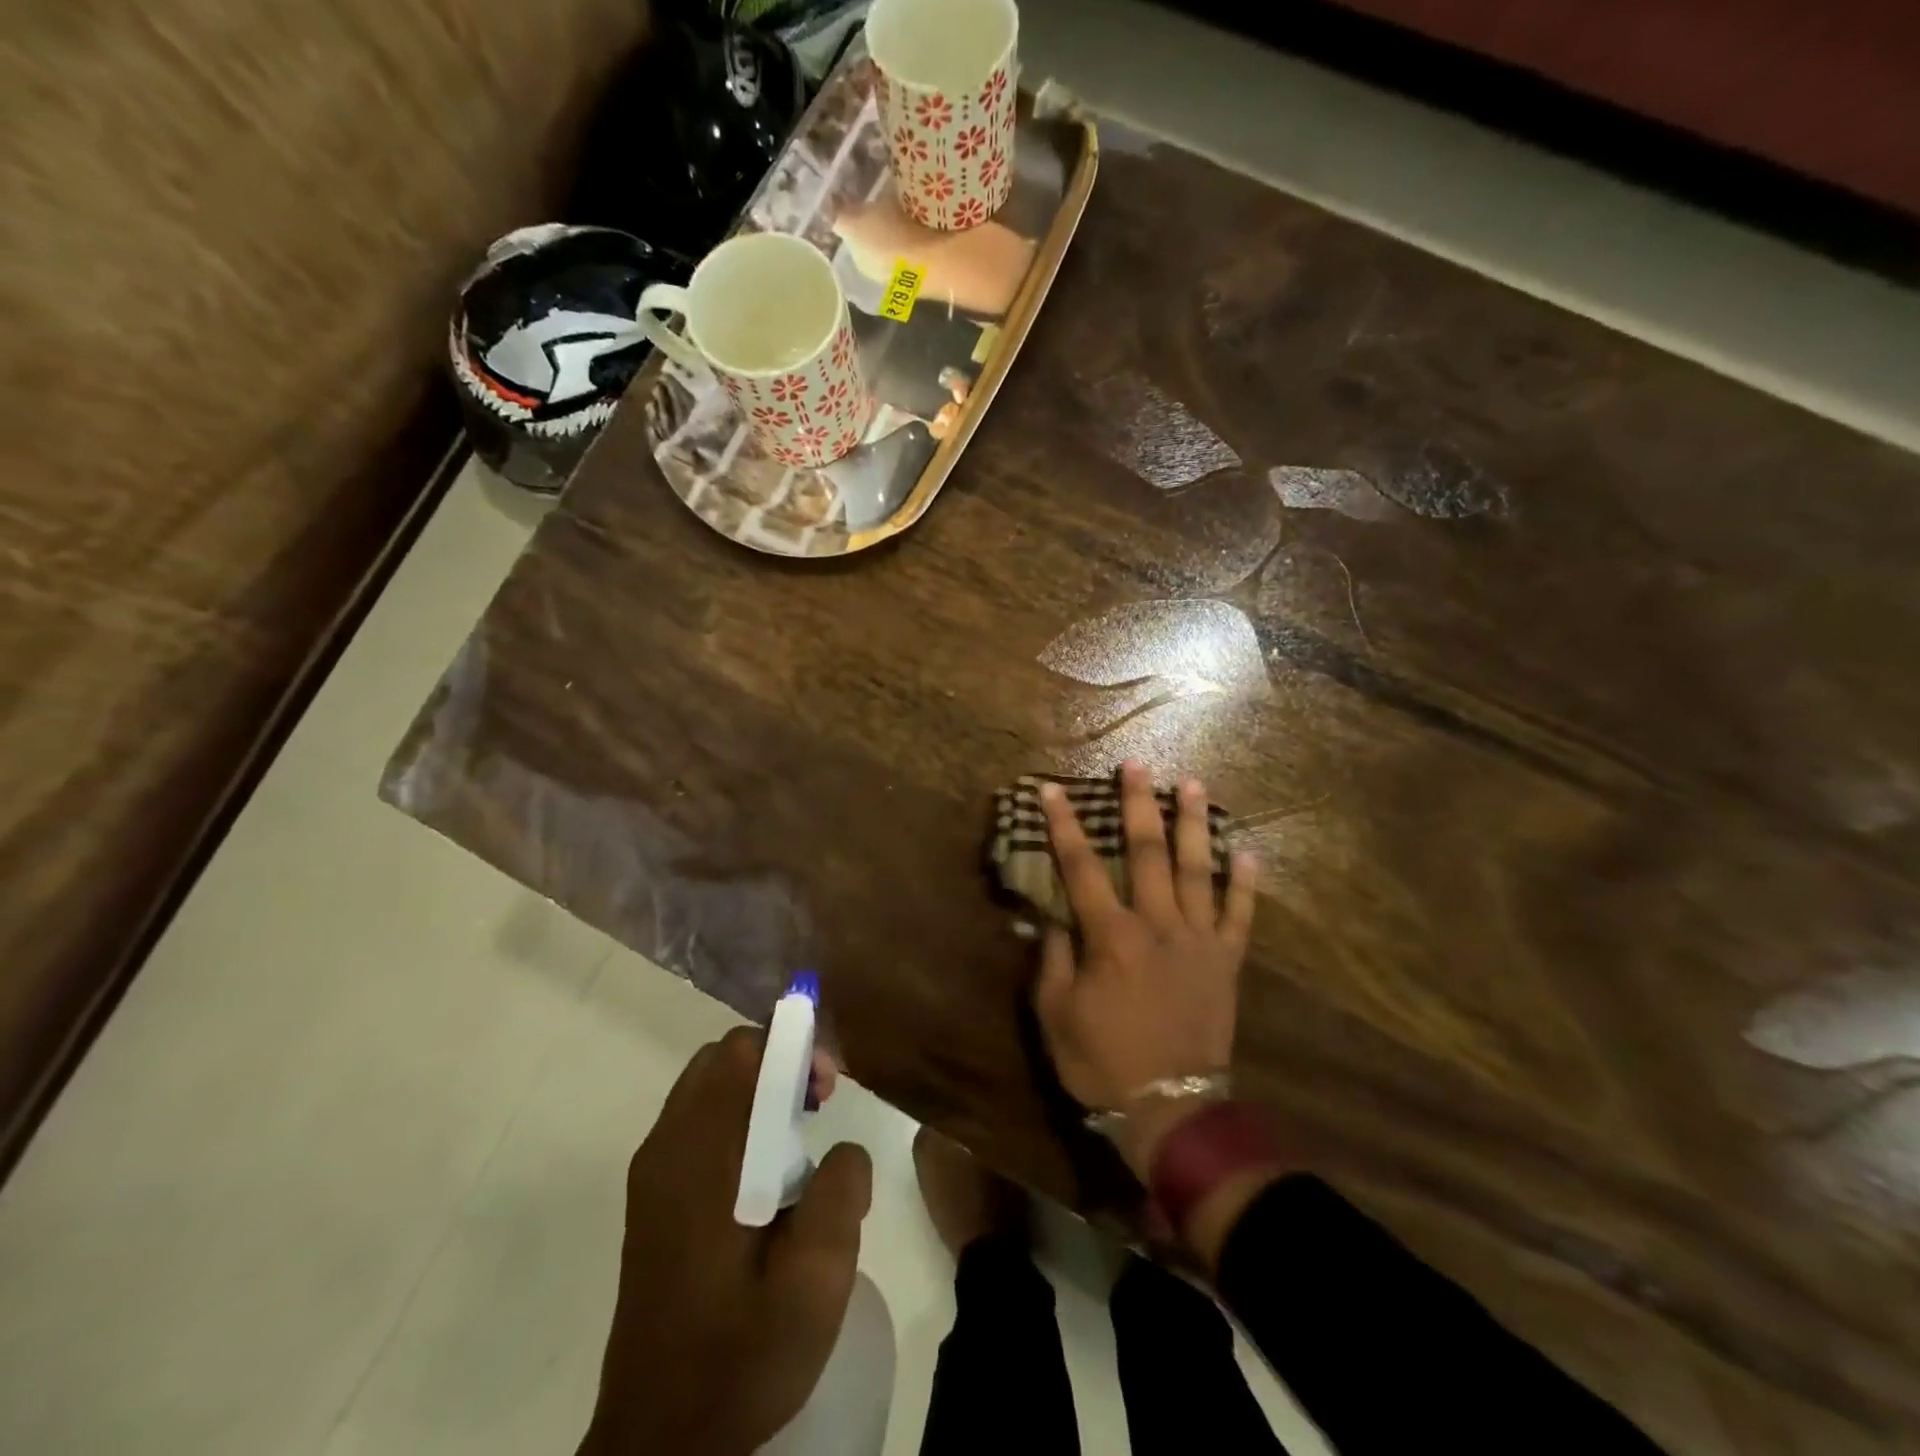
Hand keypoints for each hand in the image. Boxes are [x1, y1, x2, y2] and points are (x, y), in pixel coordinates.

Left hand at [581, 1027, 871, 1455]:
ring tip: (797, 1139)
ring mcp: (652, 1173)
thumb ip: (841, 1191)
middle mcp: (667, 1148)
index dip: (789, 1046)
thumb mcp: (817, 1278)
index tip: (825, 1086)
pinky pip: (695, 1123)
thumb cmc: (742, 1354)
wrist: (661, 1442)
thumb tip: (842, 1152)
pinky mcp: (651, 1199)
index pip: (739, 1051)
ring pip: (707, 1088)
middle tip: (817, 1105)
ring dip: (755, 1090)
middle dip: (775, 1062)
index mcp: (701, 1157)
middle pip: (721, 1059)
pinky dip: (734, 1119)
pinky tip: (764, 1176)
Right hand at [1033, 761, 1256, 1179]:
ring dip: (1193, 824)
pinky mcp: (1227, 961)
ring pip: (1198, 869)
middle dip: (1138, 805)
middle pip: (1146, 852)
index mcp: (1111, 936)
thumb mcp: (1056, 1016)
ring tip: (1192, 784)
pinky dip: (1245, 882)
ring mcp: (1198, 940)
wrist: (1172, 1108)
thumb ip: (1054, 961)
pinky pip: (1240, 914)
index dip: (1064, 826)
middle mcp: (1156, 924)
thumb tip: (1053, 920)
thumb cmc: (1104, 1062)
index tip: (1053, 789)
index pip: (1081, 868)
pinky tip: (1247, 850)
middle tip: (1137, 765)